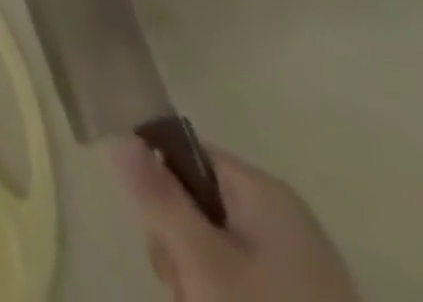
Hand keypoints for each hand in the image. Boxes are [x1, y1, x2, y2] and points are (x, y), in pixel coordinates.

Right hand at [115, 136, 358, 301]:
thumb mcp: (202, 262)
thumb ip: (159, 197)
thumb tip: (122, 137)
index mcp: (265, 192)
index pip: (190, 157)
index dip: (162, 188)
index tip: (157, 233)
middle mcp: (285, 218)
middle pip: (202, 206)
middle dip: (181, 247)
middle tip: (185, 287)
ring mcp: (300, 268)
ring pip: (220, 251)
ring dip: (200, 280)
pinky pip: (247, 283)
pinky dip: (226, 298)